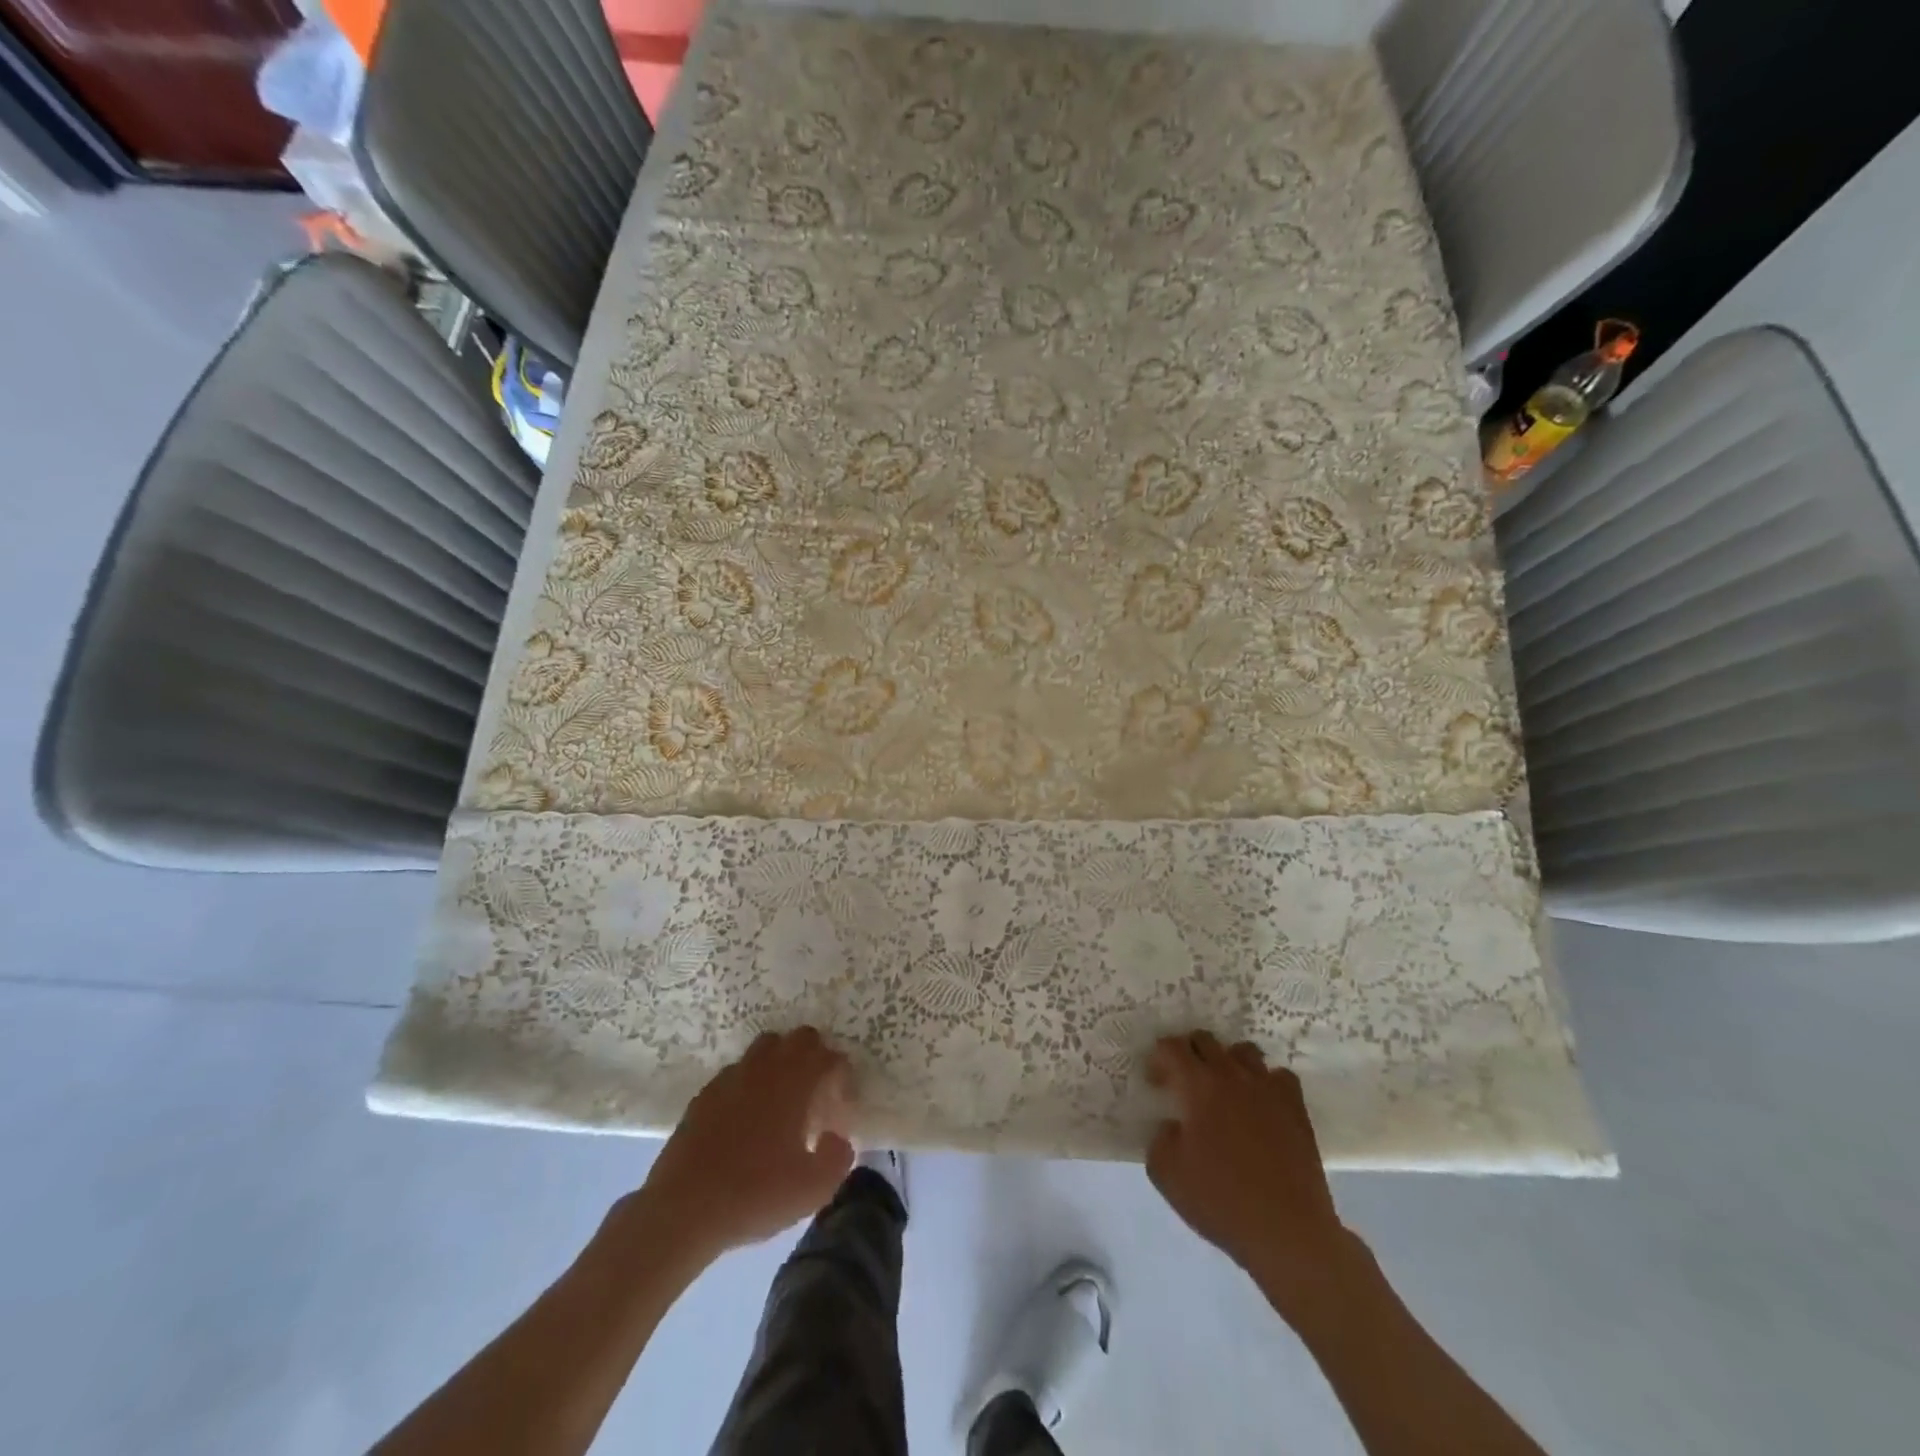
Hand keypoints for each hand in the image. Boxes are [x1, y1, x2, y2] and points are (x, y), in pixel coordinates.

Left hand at [632, 1028, 855, 1263]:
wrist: (683, 1209)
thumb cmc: (755, 1194)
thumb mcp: (813, 1189)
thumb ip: (838, 1157)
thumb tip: (837, 1138)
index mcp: (795, 1082)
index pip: (830, 1057)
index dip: (842, 1078)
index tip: (840, 1108)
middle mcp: (765, 1067)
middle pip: (800, 1038)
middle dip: (815, 1058)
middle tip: (817, 1096)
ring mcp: (732, 1077)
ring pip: (766, 1047)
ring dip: (782, 1063)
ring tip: (783, 1101)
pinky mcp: (705, 1093)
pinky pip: (738, 1072)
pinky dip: (751, 1083)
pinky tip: (747, 1118)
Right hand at [1146, 1033, 1354, 1306]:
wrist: (1287, 1231)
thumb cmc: (1221, 1201)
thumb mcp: (1166, 1174)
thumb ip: (1159, 1137)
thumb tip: (1172, 1124)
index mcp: (1198, 1085)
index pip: (1171, 1047)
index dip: (1158, 1059)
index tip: (1156, 1083)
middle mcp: (1232, 1075)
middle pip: (1205, 1040)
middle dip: (1188, 1053)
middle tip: (1184, 1083)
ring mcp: (1267, 1088)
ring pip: (1242, 1051)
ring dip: (1227, 1062)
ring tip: (1223, 1090)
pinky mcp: (1295, 1107)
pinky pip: (1278, 1076)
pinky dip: (1265, 1082)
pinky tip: (1260, 1105)